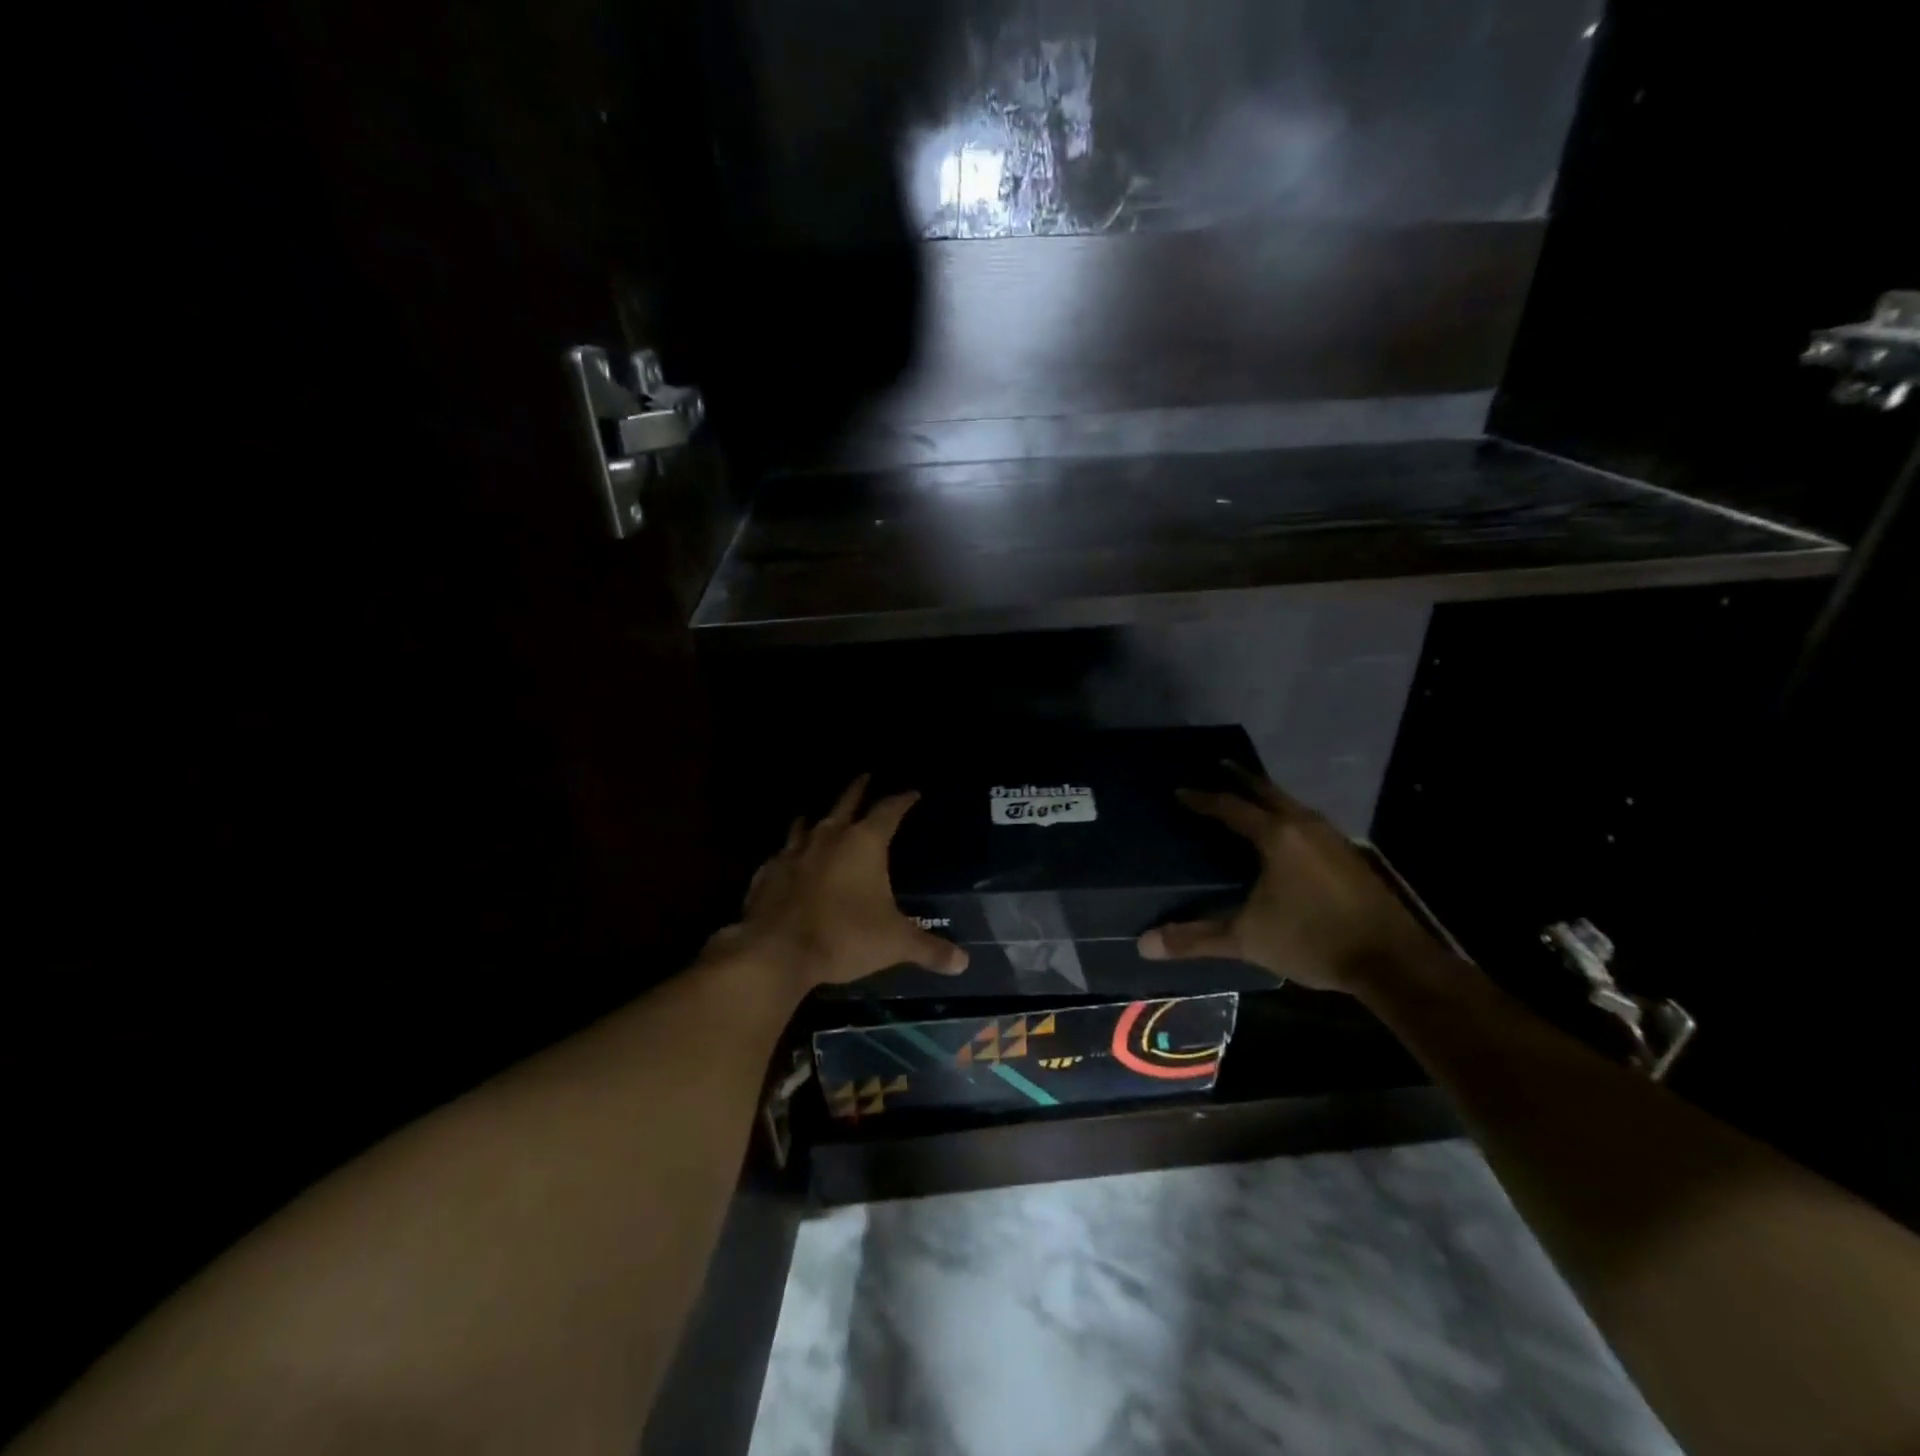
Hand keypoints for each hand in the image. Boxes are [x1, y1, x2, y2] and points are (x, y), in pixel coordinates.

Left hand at [710, 774, 968, 995]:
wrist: (777, 951)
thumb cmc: (844, 936)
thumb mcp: (894, 943)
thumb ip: (929, 949)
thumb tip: (963, 962)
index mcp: (864, 843)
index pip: (888, 810)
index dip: (902, 800)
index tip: (912, 792)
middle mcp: (828, 837)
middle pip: (846, 802)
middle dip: (858, 789)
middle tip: (866, 775)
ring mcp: (794, 851)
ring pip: (807, 822)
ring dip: (817, 815)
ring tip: (820, 812)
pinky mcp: (768, 872)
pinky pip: (782, 854)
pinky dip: (790, 852)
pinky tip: (788, 859)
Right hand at [1137, 766, 1442, 993]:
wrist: (1391, 960)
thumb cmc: (1312, 939)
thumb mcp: (1247, 939)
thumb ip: (1196, 938)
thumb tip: (1146, 943)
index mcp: (1276, 835)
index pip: (1230, 807)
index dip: (1202, 799)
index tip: (1180, 791)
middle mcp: (1304, 825)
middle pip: (1266, 791)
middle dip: (1240, 778)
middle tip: (1218, 765)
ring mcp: (1331, 837)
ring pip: (1290, 803)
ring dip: (1266, 795)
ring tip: (1248, 794)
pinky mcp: (1348, 854)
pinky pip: (1306, 820)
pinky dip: (1286, 814)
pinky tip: (1285, 832)